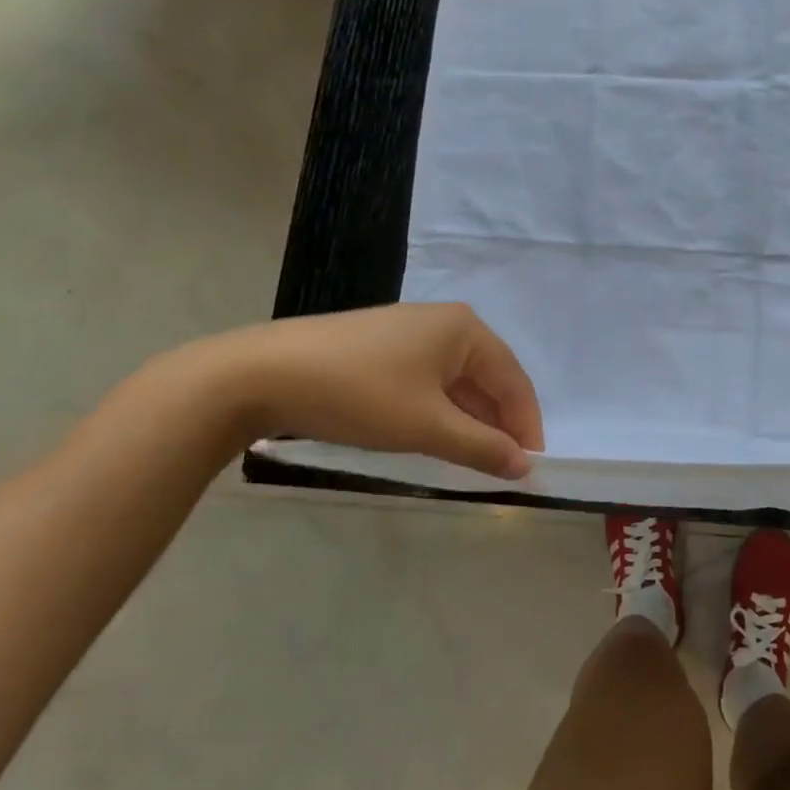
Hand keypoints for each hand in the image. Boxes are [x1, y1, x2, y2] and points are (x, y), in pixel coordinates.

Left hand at [208, 303, 544, 478]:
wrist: (260, 374)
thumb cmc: (359, 394)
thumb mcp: (427, 427)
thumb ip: (481, 447)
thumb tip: (524, 467)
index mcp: (465, 330)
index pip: (514, 381)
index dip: (525, 426)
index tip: (529, 468)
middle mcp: (444, 322)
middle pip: (488, 378)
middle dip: (498, 424)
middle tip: (502, 467)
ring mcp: (410, 331)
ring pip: (457, 381)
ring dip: (469, 420)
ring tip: (471, 458)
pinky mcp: (381, 346)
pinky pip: (429, 379)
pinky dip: (440, 410)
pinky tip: (433, 435)